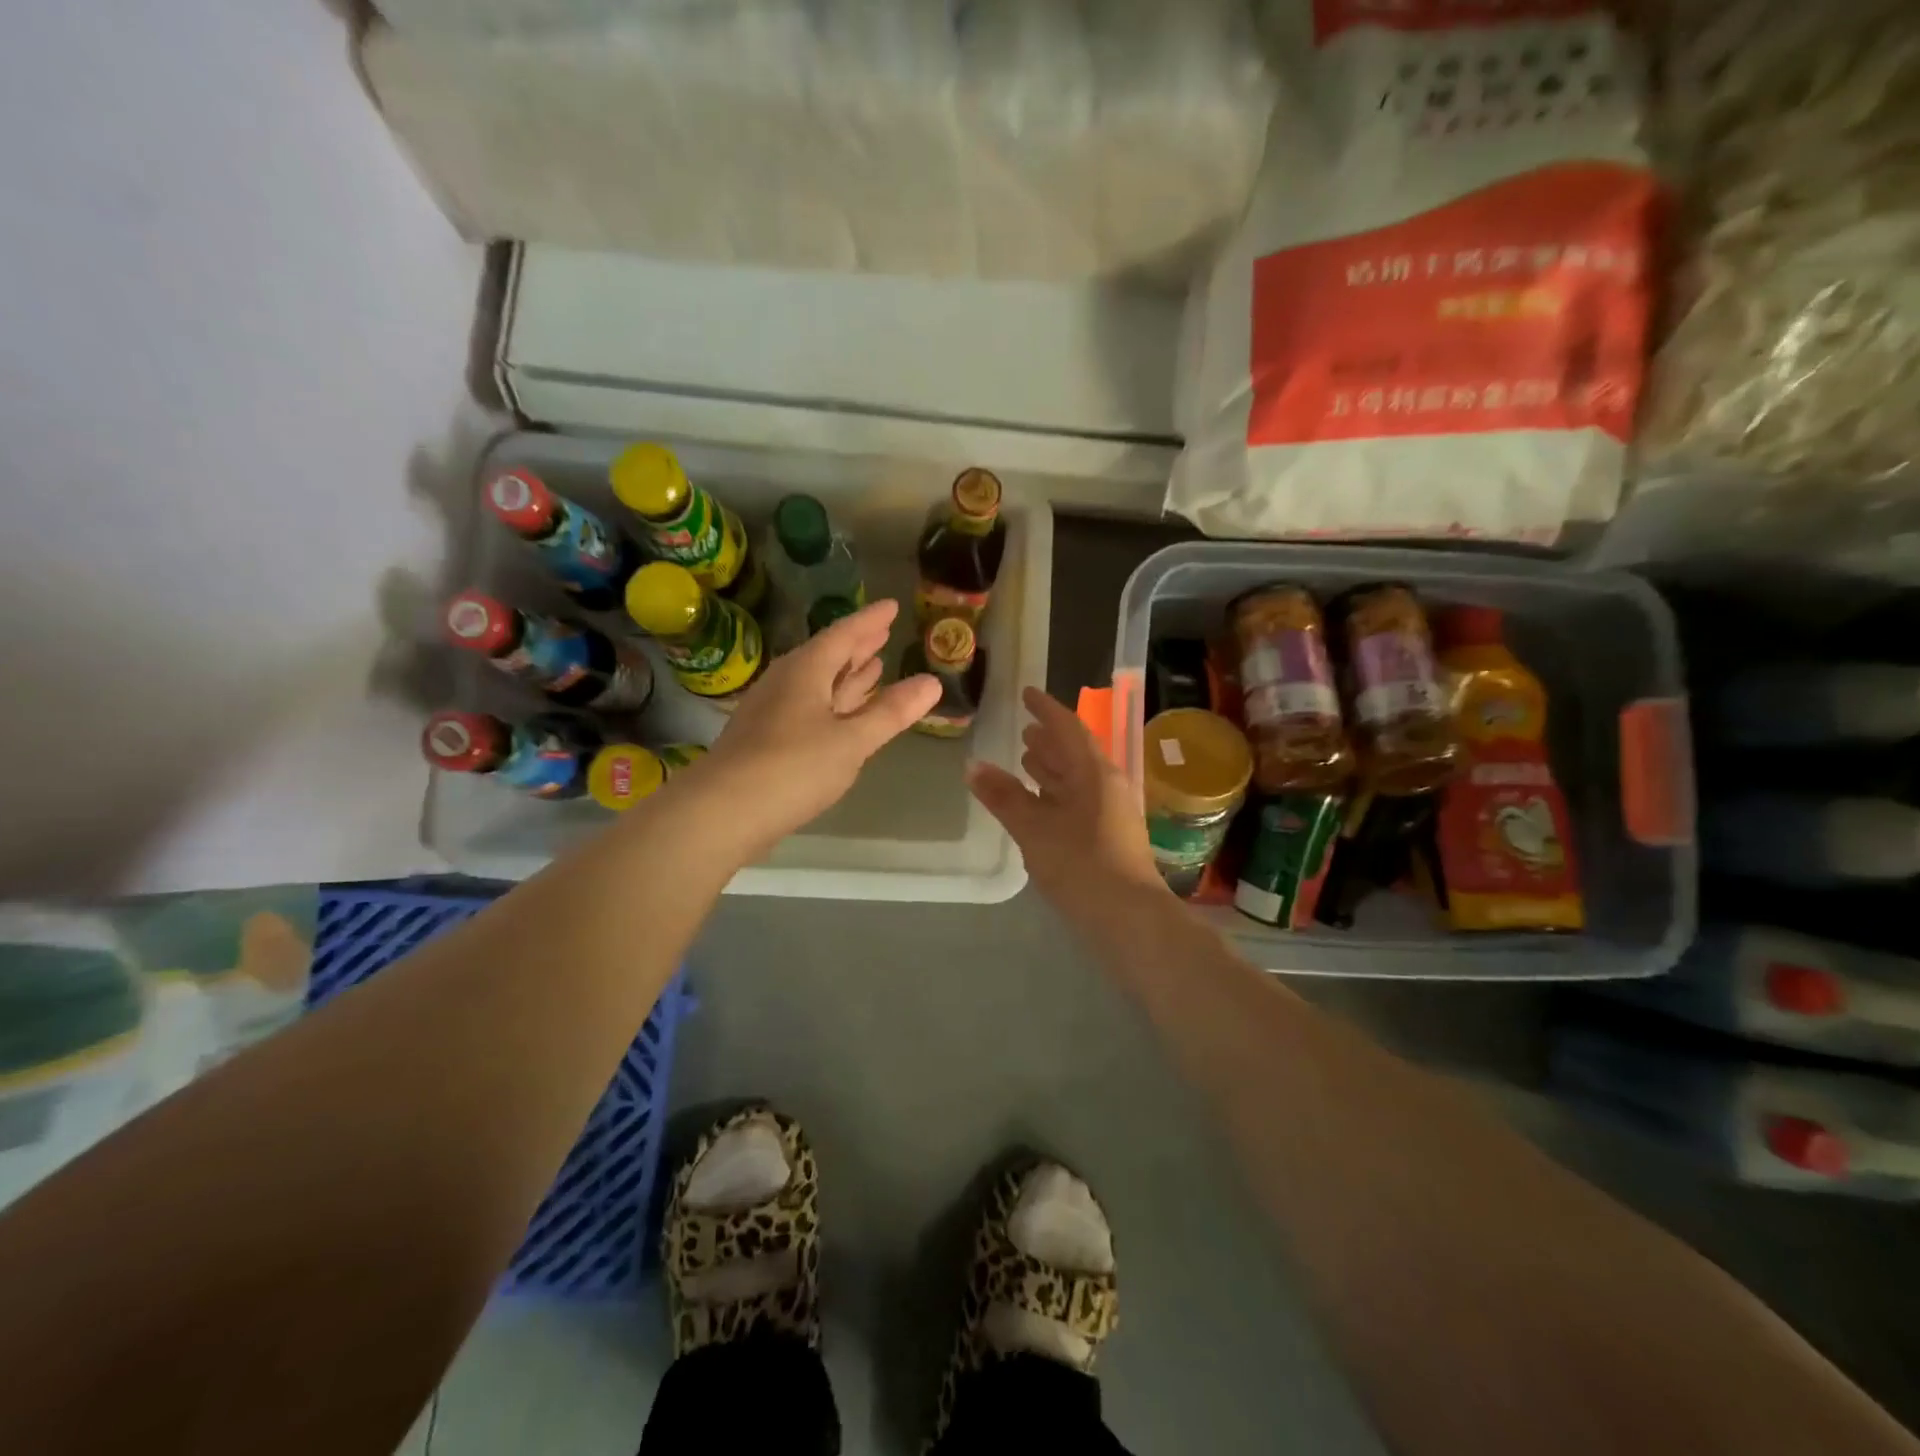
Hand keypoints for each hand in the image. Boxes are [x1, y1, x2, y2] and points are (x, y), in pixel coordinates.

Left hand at [690, 599, 940, 854]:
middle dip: (857, 646)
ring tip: (872, 666)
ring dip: (846, 675)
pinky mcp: (767, 739)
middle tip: (883, 633)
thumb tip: (932, 682)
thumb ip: (892, 712)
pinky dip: (832, 703)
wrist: (723, 811)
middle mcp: (786, 683)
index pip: (843, 635)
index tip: (892, 607)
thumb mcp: (852, 740)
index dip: (870, 621)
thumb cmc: (793, 767)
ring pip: (817, 683)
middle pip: (827, 656)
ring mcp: (773, 711)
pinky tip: (840, 714)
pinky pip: (809, 707)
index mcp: (806, 671)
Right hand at [967, 686, 1170, 920]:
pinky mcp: (1107, 838)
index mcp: (1095, 773)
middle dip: (1049, 739)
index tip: (1026, 694)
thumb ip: (1003, 796)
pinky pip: (1078, 802)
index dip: (1046, 709)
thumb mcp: (1034, 828)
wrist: (1129, 919)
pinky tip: (1039, 804)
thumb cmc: (1081, 864)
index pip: (1068, 728)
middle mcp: (1106, 786)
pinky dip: (1056, 794)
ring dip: (1052, 767)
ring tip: (1026, 758)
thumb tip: (972, 765)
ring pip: (1077, 780)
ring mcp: (1110, 813)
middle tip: (1024, 728)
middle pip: (1075, 753)